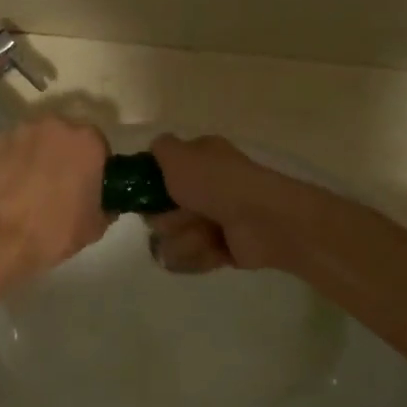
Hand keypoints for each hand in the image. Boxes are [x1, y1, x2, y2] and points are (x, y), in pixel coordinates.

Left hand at [0, 116, 111, 291]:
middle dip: (65, 156)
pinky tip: (8, 186)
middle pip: (65, 137)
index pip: (98, 146)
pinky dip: (12, 161)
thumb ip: (107, 205)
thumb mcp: (95, 226)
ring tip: (30, 186)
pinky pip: (10, 149)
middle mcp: (55, 125)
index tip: (87, 185)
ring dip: (37, 155)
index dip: (94, 166)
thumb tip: (104, 202)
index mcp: (88, 141)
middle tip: (59, 185)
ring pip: (36, 140)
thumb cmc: (55, 231)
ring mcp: (20, 131)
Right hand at [146, 134, 307, 272]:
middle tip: (182, 216)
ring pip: (174, 239)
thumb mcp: (178, 155)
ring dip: (185, 239)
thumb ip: (160, 148)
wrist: (261, 220)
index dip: (149, 187)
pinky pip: (192, 259)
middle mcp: (207, 188)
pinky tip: (215, 249)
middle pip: (161, 213)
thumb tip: (156, 148)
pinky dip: (201, 255)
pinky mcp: (221, 249)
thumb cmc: (216, 183)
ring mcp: (214, 220)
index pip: (160, 175)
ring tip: (205, 235)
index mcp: (200, 160)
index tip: (145, 193)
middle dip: (168, 220)